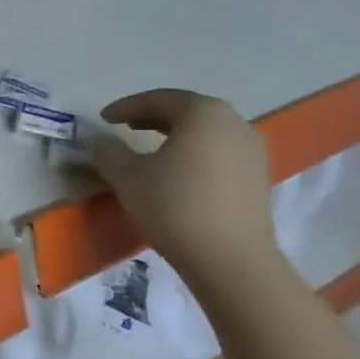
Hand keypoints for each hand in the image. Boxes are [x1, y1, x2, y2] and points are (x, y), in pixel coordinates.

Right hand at [92, 89, 279, 285]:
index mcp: (203, 113)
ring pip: (206, 133)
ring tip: (150, 150)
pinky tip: (177, 174)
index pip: (159, 99)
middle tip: (125, 127)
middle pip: (187, 112)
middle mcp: (234, 123)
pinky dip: (194, 155)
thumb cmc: (174, 206)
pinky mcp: (258, 178)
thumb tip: (100, 142)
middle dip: (153, 117)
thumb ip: (109, 152)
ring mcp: (252, 151)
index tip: (103, 118)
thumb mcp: (127, 177)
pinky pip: (219, 154)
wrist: (230, 259)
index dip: (127, 107)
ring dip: (175, 136)